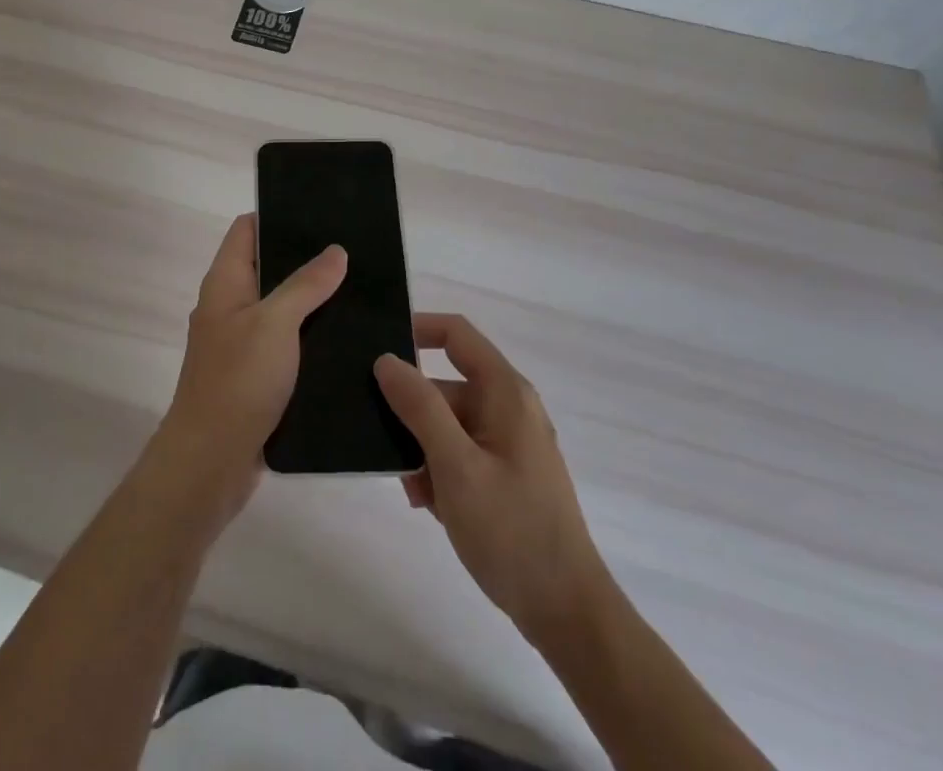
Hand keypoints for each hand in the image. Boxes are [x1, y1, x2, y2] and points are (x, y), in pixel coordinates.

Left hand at [154, 214, 346, 521]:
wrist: (210, 462)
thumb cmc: (238, 381)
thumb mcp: (275, 324)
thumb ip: (305, 285)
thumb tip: (335, 250)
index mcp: (225, 282)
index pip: (247, 229)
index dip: (277, 214)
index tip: (320, 211)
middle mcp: (229, 306)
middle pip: (266, 266)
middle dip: (305, 258)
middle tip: (352, 251)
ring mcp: (240, 342)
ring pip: (279, 307)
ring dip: (311, 300)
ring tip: (359, 289)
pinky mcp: (255, 375)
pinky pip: (285, 343)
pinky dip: (309, 336)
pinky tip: (345, 338)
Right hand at [374, 314, 609, 643]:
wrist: (567, 613)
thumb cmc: (511, 530)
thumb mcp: (456, 465)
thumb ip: (419, 407)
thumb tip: (386, 359)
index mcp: (504, 392)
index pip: (455, 334)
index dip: (416, 329)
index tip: (374, 349)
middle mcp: (508, 407)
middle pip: (445, 385)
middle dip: (410, 412)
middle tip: (379, 442)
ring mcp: (508, 442)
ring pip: (447, 424)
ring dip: (421, 449)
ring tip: (411, 490)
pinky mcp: (505, 474)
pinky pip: (460, 453)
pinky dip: (439, 471)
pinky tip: (428, 505)